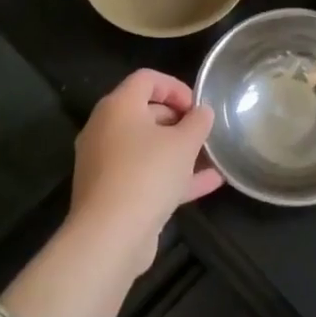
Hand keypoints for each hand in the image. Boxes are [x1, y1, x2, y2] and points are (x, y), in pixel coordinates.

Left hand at [69, 69, 220, 269]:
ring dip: (178, 150)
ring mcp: (105, 164)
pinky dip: (172, 176)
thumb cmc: (147, 174)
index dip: (176, 87)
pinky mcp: (111, 193)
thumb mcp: (184, 143)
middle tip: (203, 132)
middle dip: (179, 120)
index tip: (198, 106)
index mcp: (118, 107)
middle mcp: (105, 130)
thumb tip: (202, 112)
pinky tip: (209, 183)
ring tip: (210, 157)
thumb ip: (198, 122)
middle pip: (145, 112)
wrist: (110, 237)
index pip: (147, 79)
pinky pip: (145, 174)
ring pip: (146, 147)